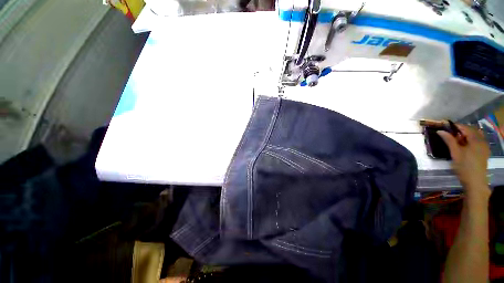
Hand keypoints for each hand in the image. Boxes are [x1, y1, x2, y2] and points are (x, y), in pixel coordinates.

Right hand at [437, 124, 489, 190]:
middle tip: (450, 134)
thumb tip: (440, 131)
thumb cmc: (464, 166)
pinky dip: (471, 140)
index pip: (466, 128)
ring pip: (475, 136)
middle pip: (472, 131)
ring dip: (466, 135)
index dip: (456, 126)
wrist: (475, 181)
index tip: (446, 127)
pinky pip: (478, 141)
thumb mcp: (455, 153)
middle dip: (461, 131)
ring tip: (457, 140)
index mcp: (476, 139)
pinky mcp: (484, 152)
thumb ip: (449, 140)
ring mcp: (485, 146)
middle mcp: (482, 140)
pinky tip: (465, 145)